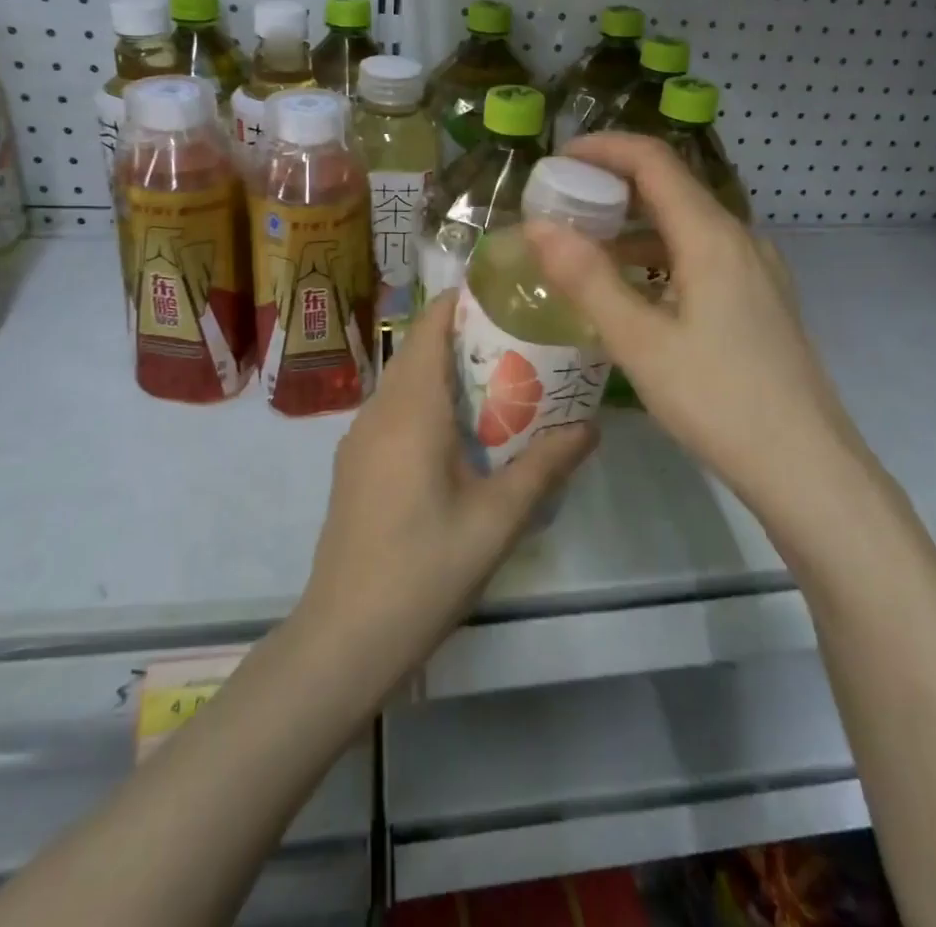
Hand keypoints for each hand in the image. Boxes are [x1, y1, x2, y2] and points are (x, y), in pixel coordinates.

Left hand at [295, 293, 596, 698]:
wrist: (344, 637)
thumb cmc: (425, 569)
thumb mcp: (498, 519)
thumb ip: (546, 466)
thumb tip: (591, 426)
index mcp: (411, 408)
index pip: (430, 325)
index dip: (465, 301)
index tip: (510, 297)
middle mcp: (378, 410)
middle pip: (420, 350)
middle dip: (468, 338)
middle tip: (524, 344)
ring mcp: (359, 438)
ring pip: (407, 382)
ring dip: (449, 373)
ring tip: (504, 386)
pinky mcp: (355, 465)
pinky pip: (396, 412)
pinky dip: (430, 403)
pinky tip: (463, 438)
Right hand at [527, 133, 862, 510]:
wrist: (807, 466)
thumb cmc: (718, 400)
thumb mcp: (640, 342)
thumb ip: (587, 279)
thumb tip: (538, 226)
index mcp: (712, 236)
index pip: (654, 161)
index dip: (603, 149)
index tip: (556, 160)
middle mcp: (740, 239)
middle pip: (671, 188)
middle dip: (613, 187)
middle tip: (561, 206)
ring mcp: (756, 270)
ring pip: (687, 225)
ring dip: (634, 226)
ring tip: (586, 249)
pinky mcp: (760, 299)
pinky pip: (702, 256)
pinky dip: (659, 256)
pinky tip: (633, 291)